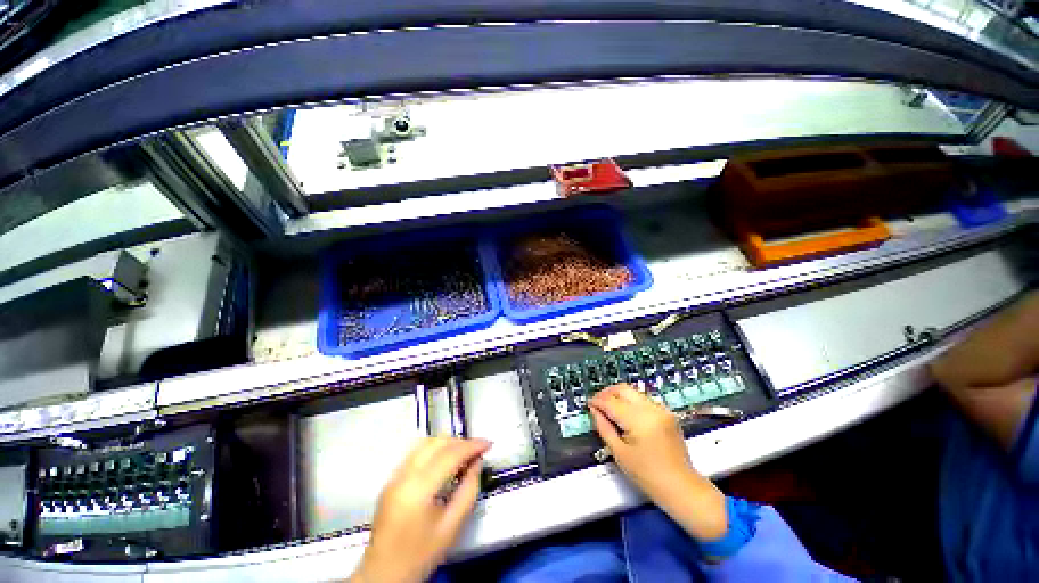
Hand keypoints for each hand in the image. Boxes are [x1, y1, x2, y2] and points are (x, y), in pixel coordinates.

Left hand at [351, 437, 489, 582]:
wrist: (384, 575)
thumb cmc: (421, 554)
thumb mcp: (452, 527)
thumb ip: (469, 490)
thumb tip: (477, 462)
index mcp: (418, 490)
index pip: (449, 455)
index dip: (471, 446)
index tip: (488, 444)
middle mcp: (403, 476)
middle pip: (436, 443)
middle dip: (460, 442)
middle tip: (477, 451)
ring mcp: (394, 476)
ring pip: (425, 443)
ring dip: (447, 443)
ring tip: (463, 454)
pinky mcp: (391, 480)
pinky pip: (416, 453)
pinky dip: (435, 450)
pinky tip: (445, 461)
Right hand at [590, 384, 726, 540]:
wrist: (681, 487)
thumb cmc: (648, 476)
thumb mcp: (619, 453)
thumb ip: (604, 428)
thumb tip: (594, 411)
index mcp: (639, 420)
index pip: (612, 402)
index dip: (598, 401)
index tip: (589, 404)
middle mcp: (652, 409)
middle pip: (623, 389)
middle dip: (607, 393)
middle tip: (597, 402)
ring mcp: (661, 409)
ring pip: (633, 392)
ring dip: (619, 396)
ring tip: (609, 408)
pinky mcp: (667, 413)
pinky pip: (643, 399)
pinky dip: (631, 401)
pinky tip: (625, 412)